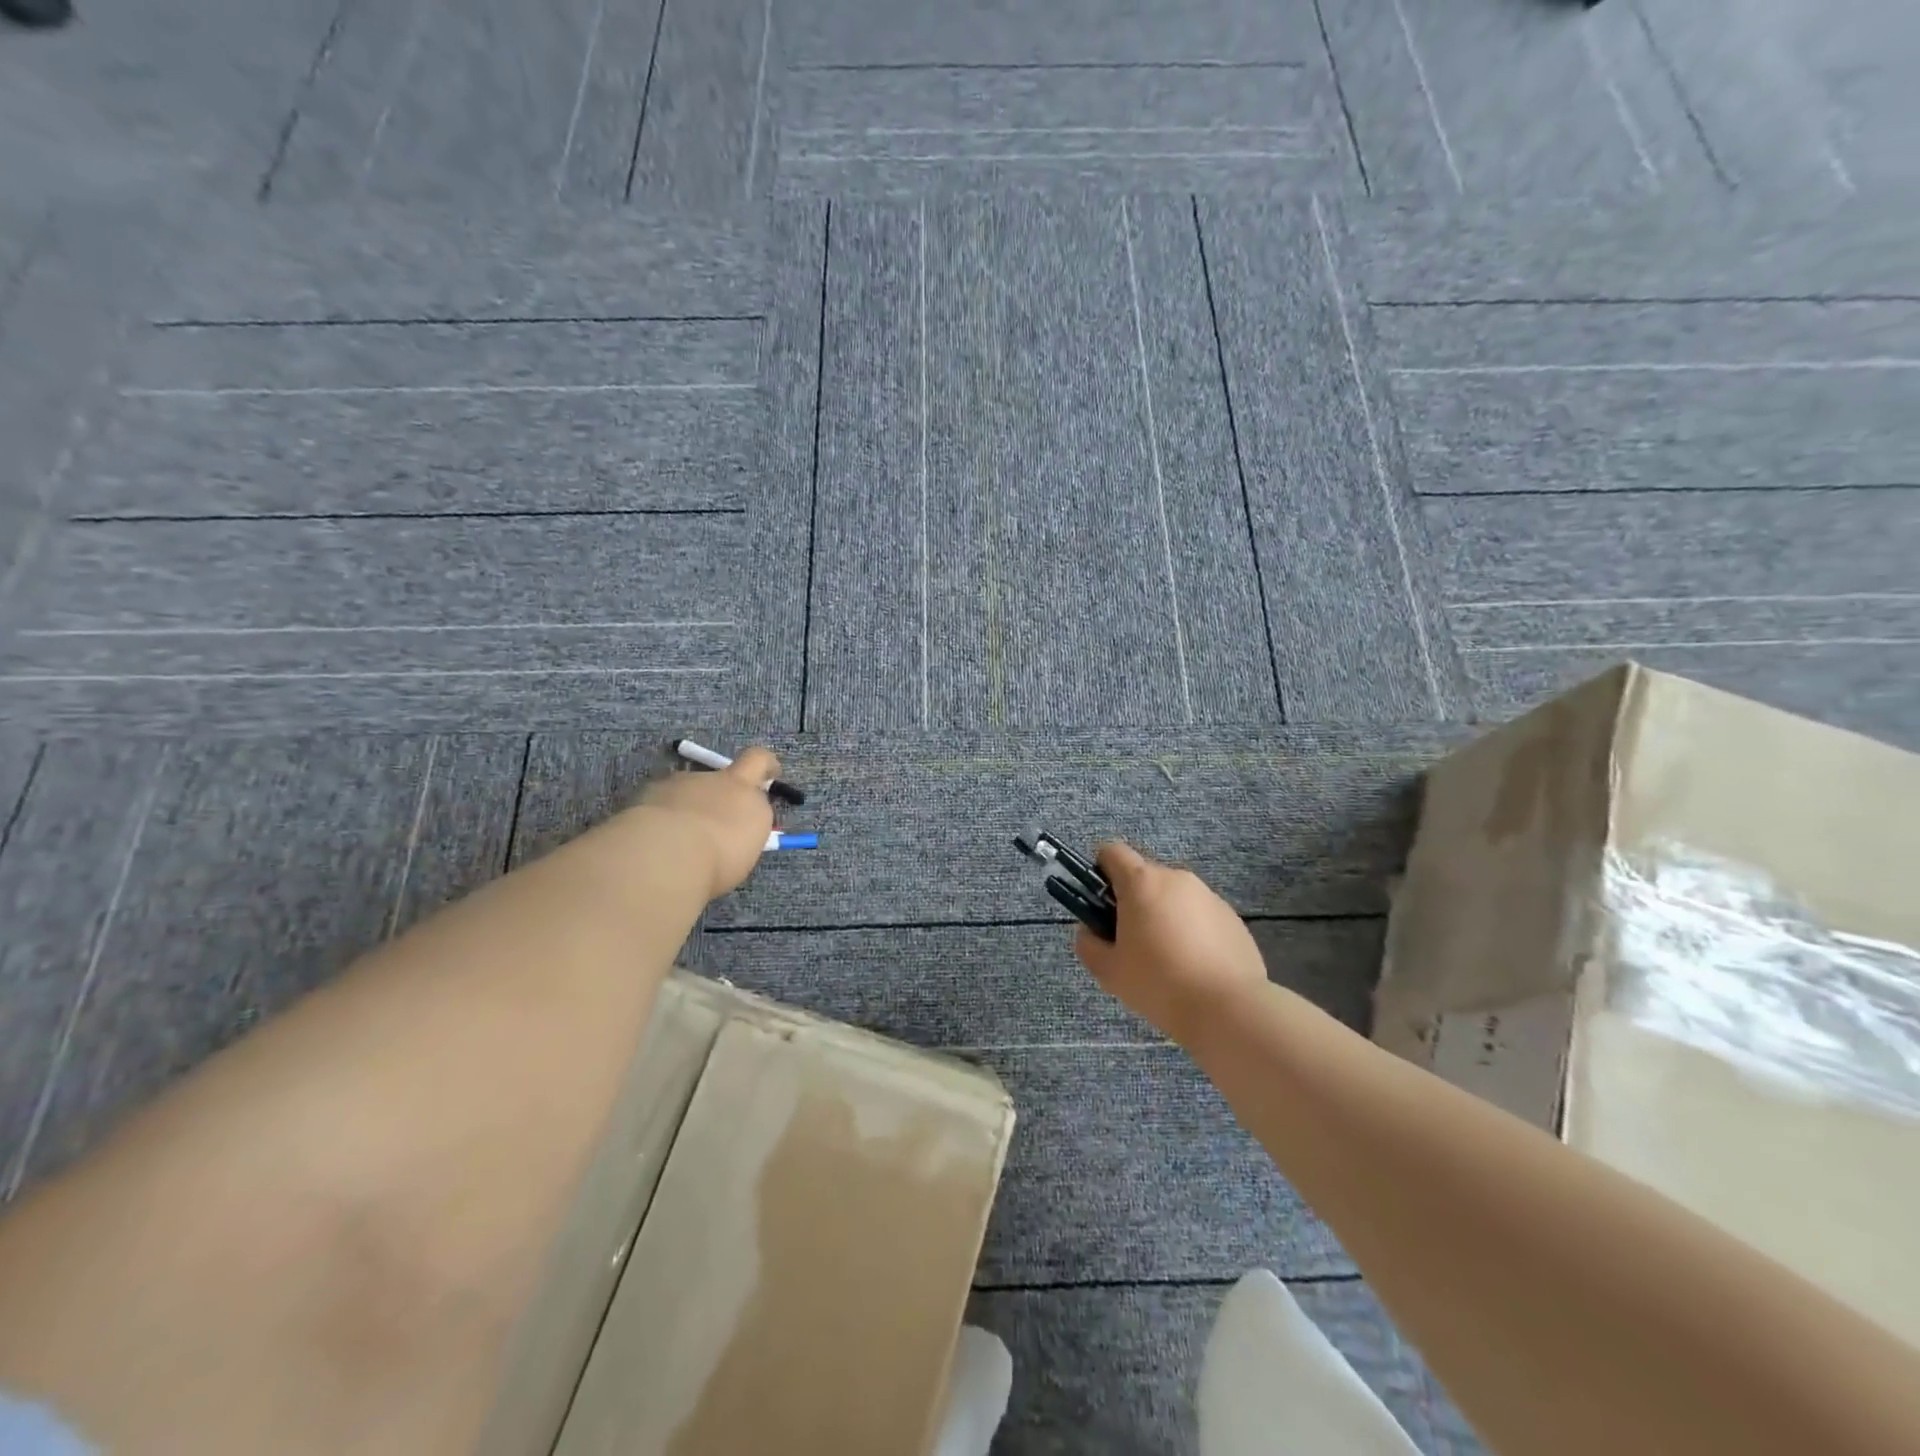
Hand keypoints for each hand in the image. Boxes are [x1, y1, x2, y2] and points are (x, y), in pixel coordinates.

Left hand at [638, 746, 780, 898]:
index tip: (769, 774)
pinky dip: (660, 815)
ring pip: (687, 790)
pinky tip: (654, 840)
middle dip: (718, 798)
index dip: (764, 765)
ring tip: (677, 839)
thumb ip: (743, 830)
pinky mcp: (647, 792)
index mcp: (744, 790)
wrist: (667, 853)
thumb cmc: (718, 857)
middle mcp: (713, 780)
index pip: (759, 760)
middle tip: (712, 828)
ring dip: (687, 807)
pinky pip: (660, 801)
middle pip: (720, 780)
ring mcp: (679, 782)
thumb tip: (735, 829)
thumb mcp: (745, 848)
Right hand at [1074, 842, 1270, 1046]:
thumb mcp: (1109, 971)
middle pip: (1144, 875)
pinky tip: (1195, 966)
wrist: (1229, 1009)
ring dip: (1163, 915)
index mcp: (1141, 882)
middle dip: (1133, 900)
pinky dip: (1192, 930)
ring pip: (1173, 896)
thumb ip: (1089, 944)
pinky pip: (1200, 914)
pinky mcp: (1232, 917)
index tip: (1102, 904)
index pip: (1112, 852)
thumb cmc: (1159, 984)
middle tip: (1132, 941)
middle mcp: (1176, 878)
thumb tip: (1090, 930)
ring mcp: (1208, 895)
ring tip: (1168, 959)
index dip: (1100, 871)